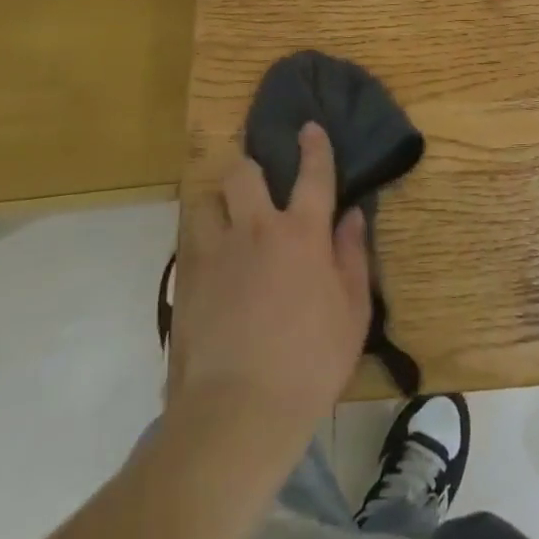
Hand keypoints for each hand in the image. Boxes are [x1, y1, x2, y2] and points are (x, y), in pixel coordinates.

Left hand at [170, 123, 371, 436]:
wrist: (239, 411)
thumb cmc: (311, 361)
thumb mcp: (352, 311)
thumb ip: (353, 256)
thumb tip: (353, 216)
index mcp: (301, 234)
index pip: (313, 175)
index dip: (314, 147)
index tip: (310, 128)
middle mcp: (255, 230)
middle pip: (245, 174)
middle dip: (251, 167)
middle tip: (258, 182)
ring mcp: (215, 252)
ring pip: (207, 200)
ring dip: (219, 201)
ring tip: (228, 218)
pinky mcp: (185, 280)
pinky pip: (190, 239)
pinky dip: (202, 237)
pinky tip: (212, 258)